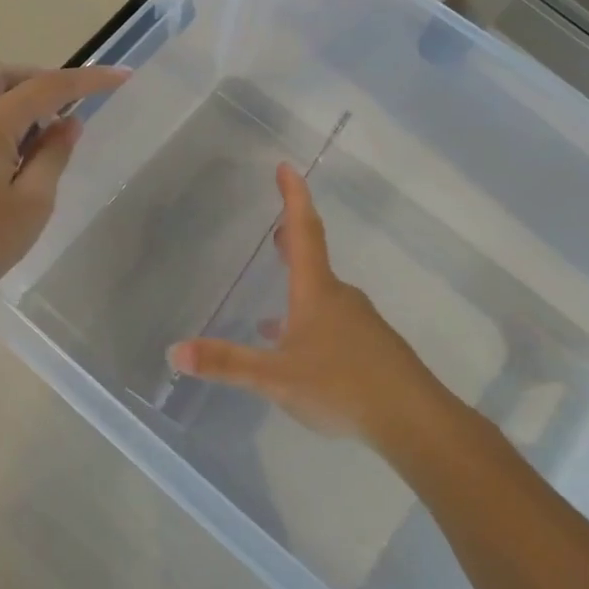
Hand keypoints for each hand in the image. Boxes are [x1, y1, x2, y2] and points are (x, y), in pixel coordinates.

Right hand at [169, 164, 451, 447]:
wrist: (414, 420)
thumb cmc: (341, 386)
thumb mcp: (275, 378)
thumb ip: (226, 364)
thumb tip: (174, 352)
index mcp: (317, 292)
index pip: (305, 231)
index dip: (293, 198)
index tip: (286, 168)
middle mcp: (340, 298)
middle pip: (314, 259)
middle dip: (293, 240)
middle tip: (278, 228)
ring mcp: (360, 323)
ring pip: (323, 295)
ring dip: (299, 287)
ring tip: (274, 305)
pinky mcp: (372, 349)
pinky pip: (334, 323)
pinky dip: (310, 322)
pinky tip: (298, 350)